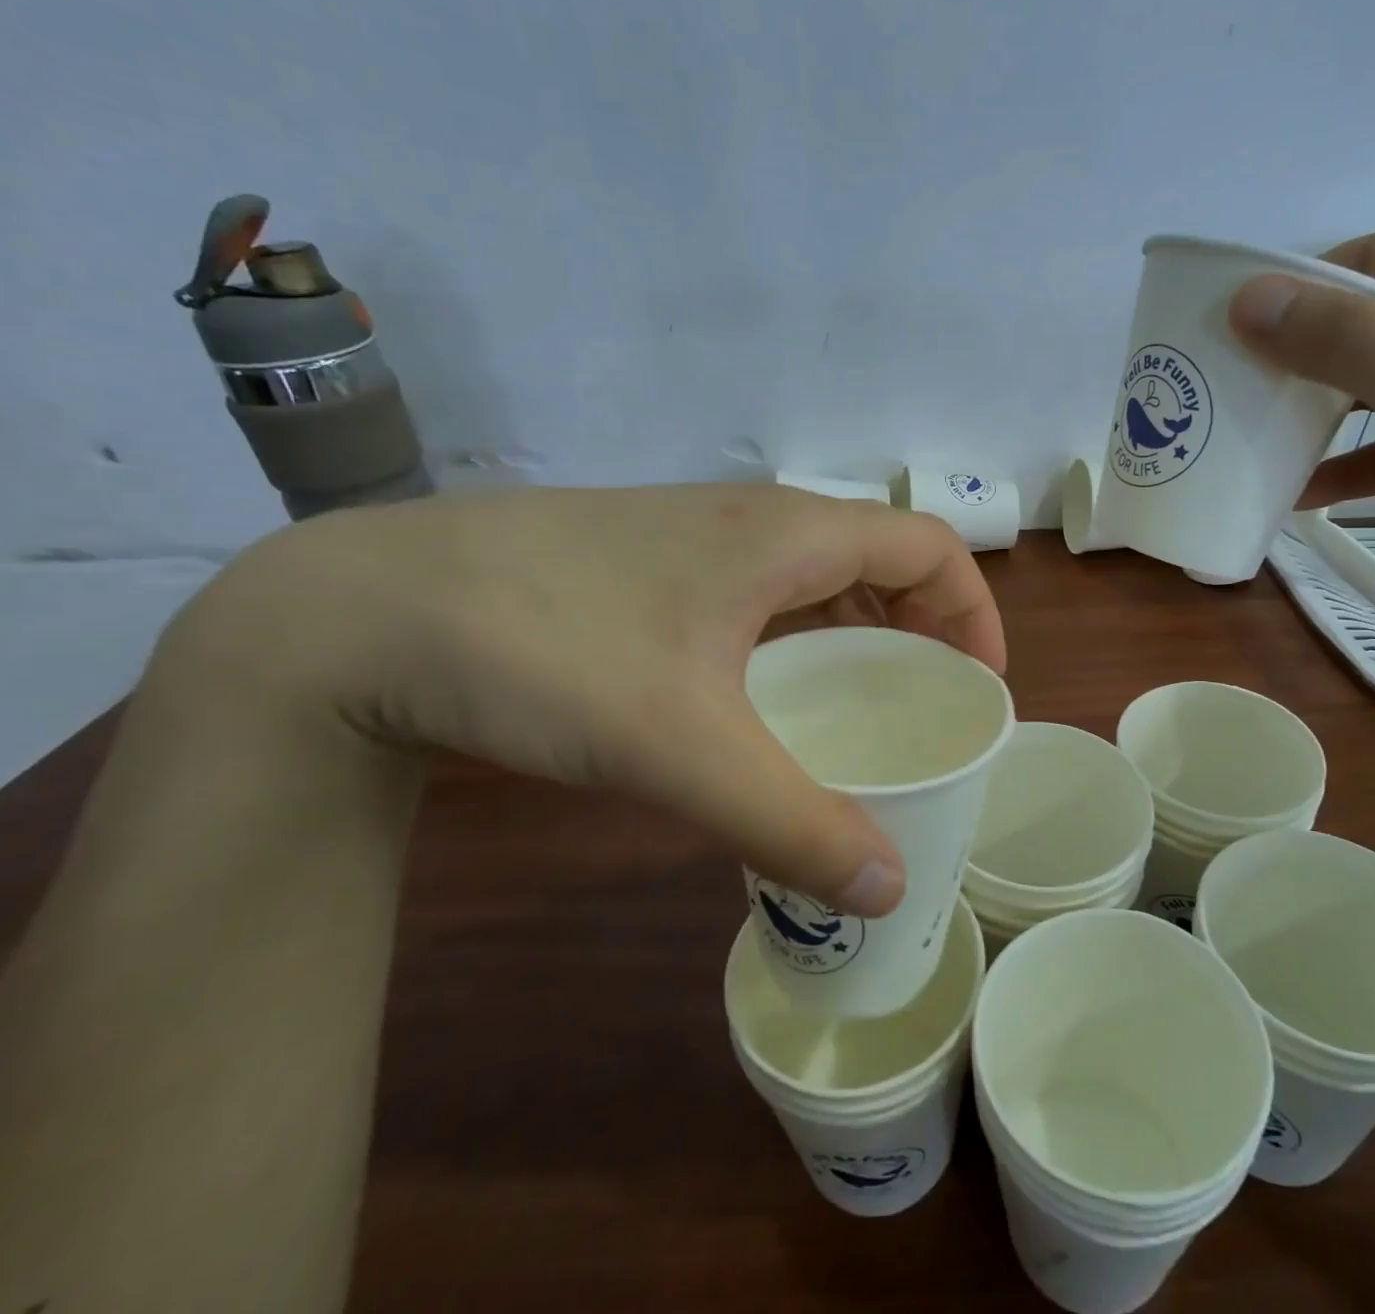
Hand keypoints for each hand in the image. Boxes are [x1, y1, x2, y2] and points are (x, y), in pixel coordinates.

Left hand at [166, 484, 1004, 914]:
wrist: (362, 610)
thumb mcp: (680, 748)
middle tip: (929, 701)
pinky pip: (761, 589)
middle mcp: (752, 520)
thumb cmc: (546, 651)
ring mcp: (694, 536)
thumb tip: (888, 888)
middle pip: (878, 555)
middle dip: (924, 624)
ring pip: (816, 572)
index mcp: (786, 534)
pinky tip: (766, 690)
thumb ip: (791, 821)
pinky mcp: (649, 564)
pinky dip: (797, 632)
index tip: (979, 683)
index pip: (925, 545)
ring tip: (863, 701)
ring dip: (859, 628)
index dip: (972, 608)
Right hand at [1227, 223, 1374, 647]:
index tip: (1222, 347)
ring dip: (1321, 421)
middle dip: (1300, 366)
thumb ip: (1346, 340)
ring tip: (1252, 451)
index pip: (1372, 260)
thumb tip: (1246, 298)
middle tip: (1226, 403)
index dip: (1293, 298)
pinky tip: (1306, 499)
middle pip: (1374, 325)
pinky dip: (1358, 467)